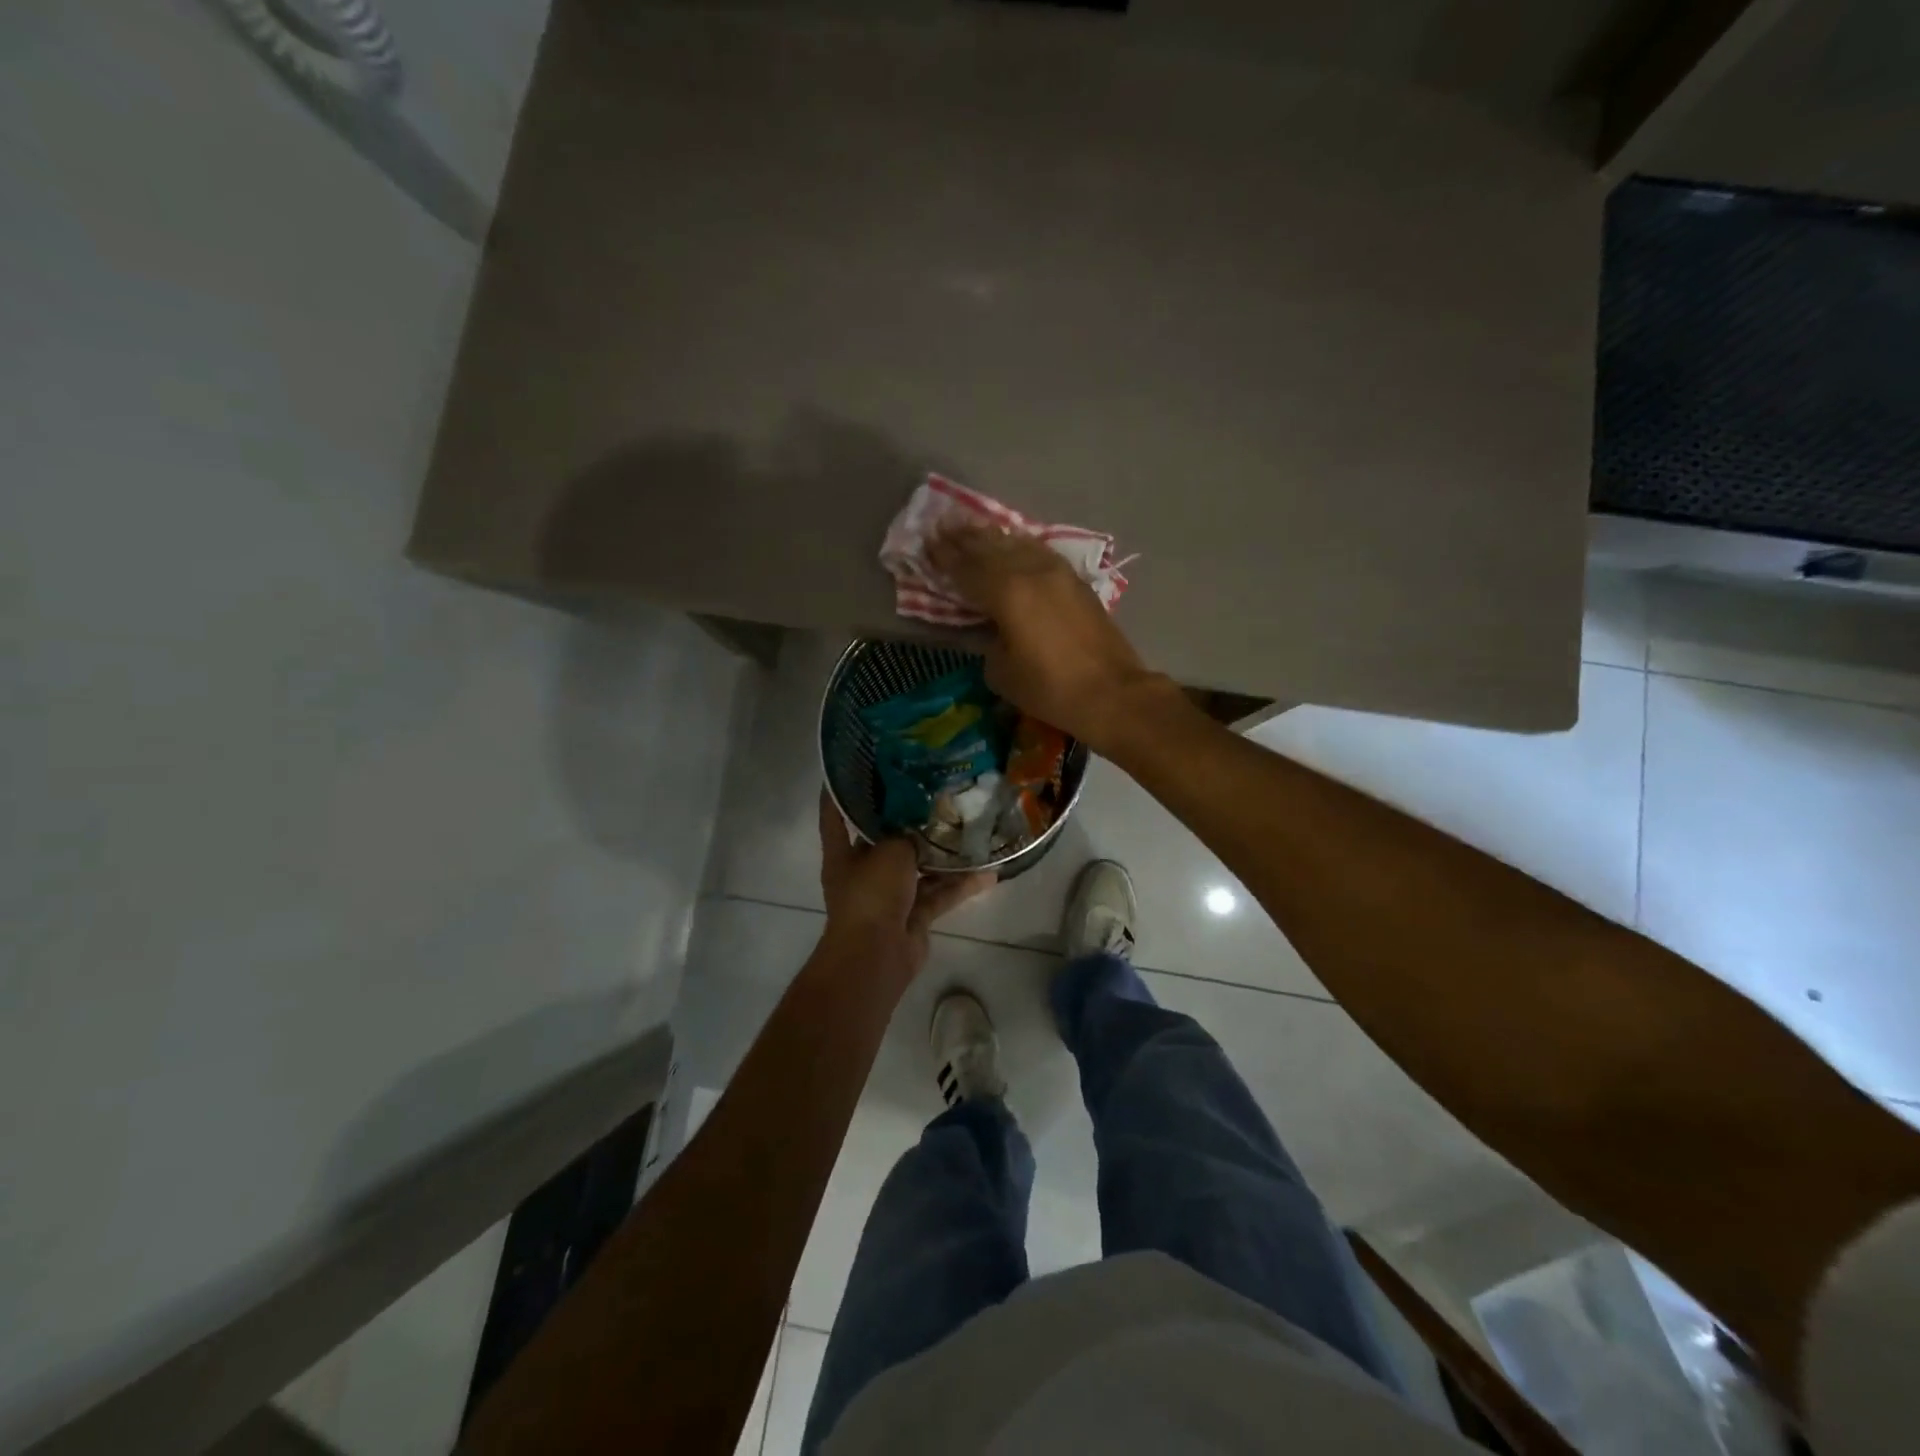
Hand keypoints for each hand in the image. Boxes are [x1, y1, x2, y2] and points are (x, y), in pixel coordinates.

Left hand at [817, 791, 994, 979]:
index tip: (855, 766)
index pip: (835, 815)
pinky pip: (939, 894)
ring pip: (919, 868)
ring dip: (942, 854)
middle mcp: (863, 872)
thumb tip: (925, 821)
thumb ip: (908, 833)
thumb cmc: (871, 893)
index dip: (841, 791)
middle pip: (886, 840)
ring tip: (970, 828)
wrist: (877, 955)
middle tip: (935, 792)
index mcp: (843, 853)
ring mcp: (890, 895)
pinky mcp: (914, 915)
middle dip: (908, 821)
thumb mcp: (890, 851)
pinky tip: (989, 872)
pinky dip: (960, 885)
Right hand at [926, 524, 1173, 753]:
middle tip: (944, 525)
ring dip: (993, 536)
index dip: (945, 556)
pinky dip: (1020, 545)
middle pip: (991, 548)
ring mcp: (1057, 573)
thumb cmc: (1050, 689)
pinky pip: (1039, 552)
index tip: (927, 543)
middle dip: (965, 538)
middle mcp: (1030, 572)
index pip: (966, 568)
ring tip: (973, 527)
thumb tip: (988, 626)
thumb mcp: (1002, 672)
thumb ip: (987, 640)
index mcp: (1006, 593)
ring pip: (1018, 545)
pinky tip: (1013, 543)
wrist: (1112, 693)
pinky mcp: (1076, 581)